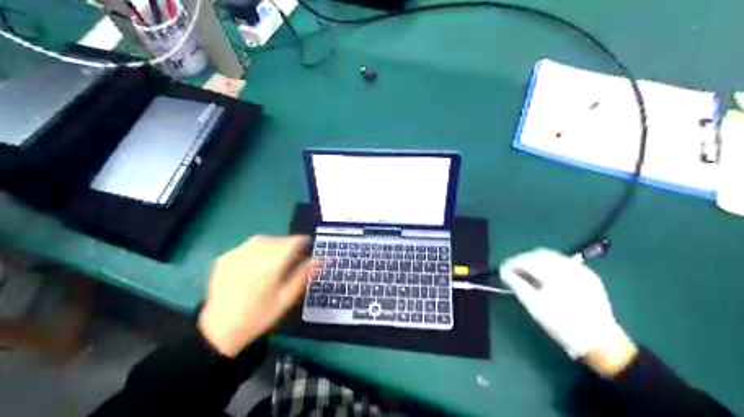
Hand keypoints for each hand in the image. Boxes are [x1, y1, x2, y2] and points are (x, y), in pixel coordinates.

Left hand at [196, 236, 317, 357]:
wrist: (220, 328)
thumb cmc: (259, 316)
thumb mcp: (286, 299)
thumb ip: (304, 275)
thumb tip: (320, 259)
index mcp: (272, 263)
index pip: (294, 241)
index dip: (304, 243)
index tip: (307, 250)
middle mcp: (254, 252)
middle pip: (279, 240)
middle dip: (288, 247)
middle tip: (290, 263)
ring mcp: (237, 253)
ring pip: (263, 241)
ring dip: (272, 247)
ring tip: (272, 264)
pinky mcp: (224, 257)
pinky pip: (247, 247)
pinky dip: (255, 252)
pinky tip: (253, 268)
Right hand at [499, 250, 639, 375]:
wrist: (601, 342)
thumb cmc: (563, 326)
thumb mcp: (536, 307)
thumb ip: (518, 286)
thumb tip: (504, 272)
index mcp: (557, 272)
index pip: (529, 260)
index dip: (513, 263)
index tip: (503, 270)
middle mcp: (571, 266)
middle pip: (541, 255)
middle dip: (524, 260)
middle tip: (512, 271)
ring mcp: (582, 270)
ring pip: (553, 258)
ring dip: (536, 262)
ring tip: (526, 274)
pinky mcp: (589, 277)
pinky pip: (564, 264)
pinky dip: (550, 267)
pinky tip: (545, 277)